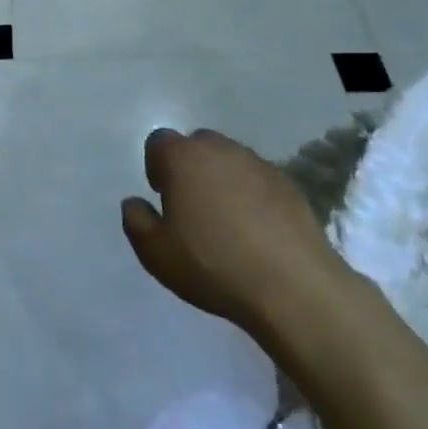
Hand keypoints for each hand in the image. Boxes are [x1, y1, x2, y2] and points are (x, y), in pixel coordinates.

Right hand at [122, 129, 355, 352]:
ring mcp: (257, 163)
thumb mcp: (156, 254)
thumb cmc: (213, 265)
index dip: (157, 166)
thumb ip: (136, 221)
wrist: (293, 286)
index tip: (164, 198)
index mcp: (182, 158)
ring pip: (229, 160)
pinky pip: (258, 179)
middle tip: (193, 207)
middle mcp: (218, 149)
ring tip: (227, 220)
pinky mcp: (287, 183)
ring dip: (222, 178)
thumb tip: (134, 202)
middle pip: (196, 144)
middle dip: (190, 167)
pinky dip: (252, 194)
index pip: (159, 142)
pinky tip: (257, 229)